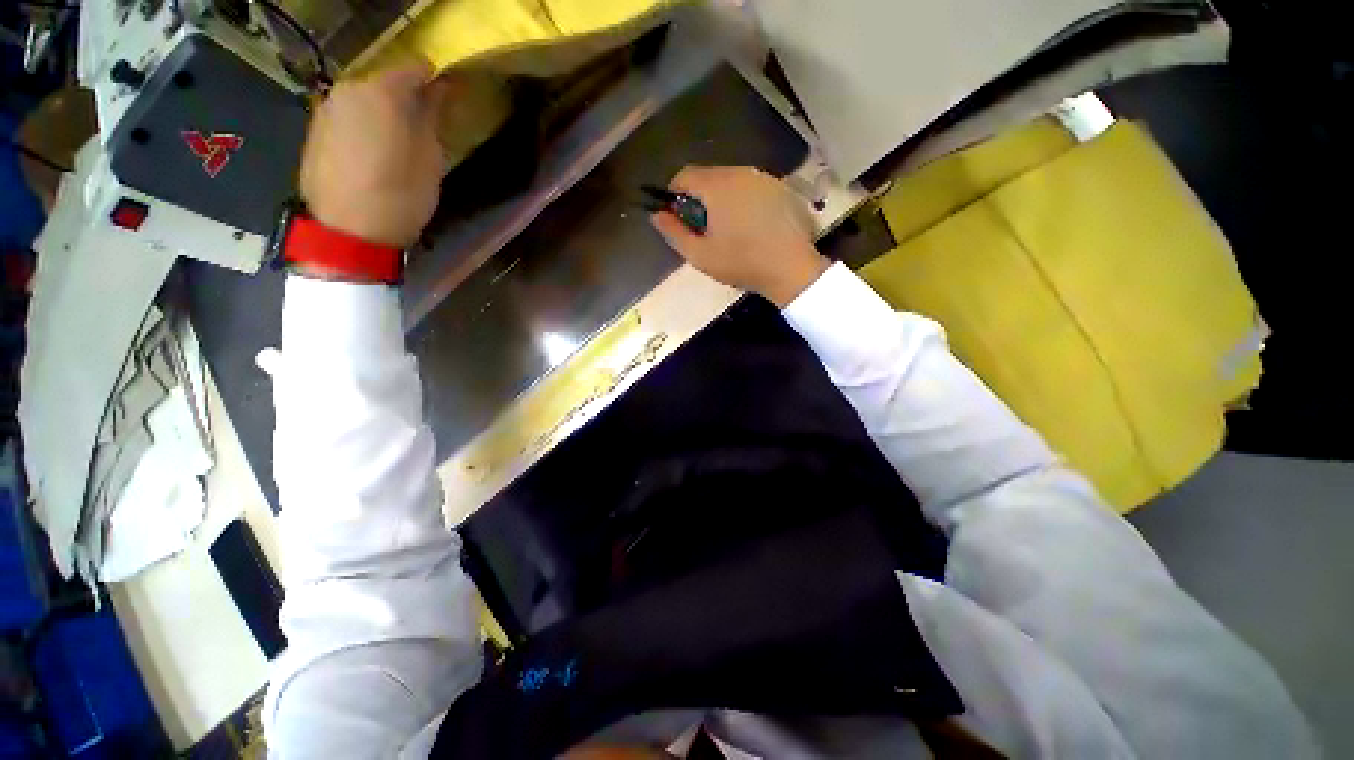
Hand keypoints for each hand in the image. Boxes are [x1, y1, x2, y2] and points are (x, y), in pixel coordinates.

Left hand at [299, 63, 451, 248]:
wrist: (349, 231)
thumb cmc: (402, 194)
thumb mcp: (431, 158)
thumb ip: (432, 117)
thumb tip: (438, 90)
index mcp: (381, 91)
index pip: (414, 69)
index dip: (433, 81)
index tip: (446, 98)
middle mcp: (348, 89)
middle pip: (384, 83)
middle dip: (405, 99)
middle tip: (423, 127)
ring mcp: (326, 108)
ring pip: (363, 100)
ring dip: (382, 113)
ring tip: (397, 144)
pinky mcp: (314, 130)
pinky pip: (347, 117)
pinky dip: (363, 127)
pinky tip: (372, 155)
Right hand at [650, 166, 829, 306]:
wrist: (790, 268)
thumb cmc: (741, 263)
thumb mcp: (699, 255)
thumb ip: (674, 233)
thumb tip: (657, 214)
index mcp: (717, 186)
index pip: (684, 175)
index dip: (675, 194)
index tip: (679, 218)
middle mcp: (740, 172)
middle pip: (708, 176)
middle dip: (700, 198)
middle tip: (704, 229)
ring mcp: (763, 178)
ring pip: (731, 181)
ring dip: (722, 199)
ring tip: (729, 230)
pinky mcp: (780, 187)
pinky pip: (751, 187)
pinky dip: (743, 201)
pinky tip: (751, 226)